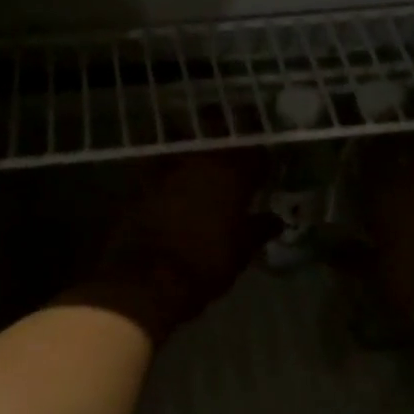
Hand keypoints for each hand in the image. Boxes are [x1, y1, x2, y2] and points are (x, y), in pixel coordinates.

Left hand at [68, 150, 276, 339]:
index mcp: (231, 172)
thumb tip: (275, 220)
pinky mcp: (138, 181)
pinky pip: (160, 165)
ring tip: (203, 165)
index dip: (262, 161)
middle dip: (227, 138)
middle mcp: (198, 159)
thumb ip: (259, 229)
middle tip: (234, 156)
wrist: (146, 281)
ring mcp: (164, 167)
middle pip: (216, 132)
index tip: (265, 171)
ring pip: (184, 142)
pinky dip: (169, 171)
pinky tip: (175, 184)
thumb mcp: (242, 251)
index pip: (255, 152)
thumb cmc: (206, 265)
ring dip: (194, 149)